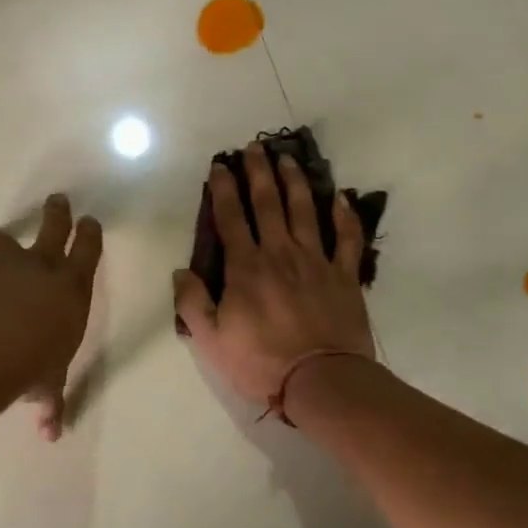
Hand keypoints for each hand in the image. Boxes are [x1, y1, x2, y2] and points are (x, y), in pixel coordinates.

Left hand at [0, 194, 103, 439]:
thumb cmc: (31, 366)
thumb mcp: (46, 386)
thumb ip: (49, 403)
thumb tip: (51, 435)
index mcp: (72, 288)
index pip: (89, 251)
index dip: (90, 234)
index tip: (90, 221)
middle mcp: (41, 265)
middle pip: (54, 225)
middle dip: (57, 212)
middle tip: (58, 200)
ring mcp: (4, 259)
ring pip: (5, 237)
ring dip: (2, 244)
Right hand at [174, 142, 374, 409]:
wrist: (320, 380)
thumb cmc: (261, 362)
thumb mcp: (210, 340)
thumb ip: (192, 302)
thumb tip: (180, 271)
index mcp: (245, 268)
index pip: (231, 218)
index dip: (224, 189)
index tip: (220, 166)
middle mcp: (280, 254)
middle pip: (268, 204)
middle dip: (259, 173)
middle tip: (255, 147)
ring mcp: (316, 262)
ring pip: (305, 211)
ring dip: (295, 182)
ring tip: (289, 158)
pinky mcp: (344, 276)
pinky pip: (346, 238)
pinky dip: (344, 216)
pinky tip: (340, 197)